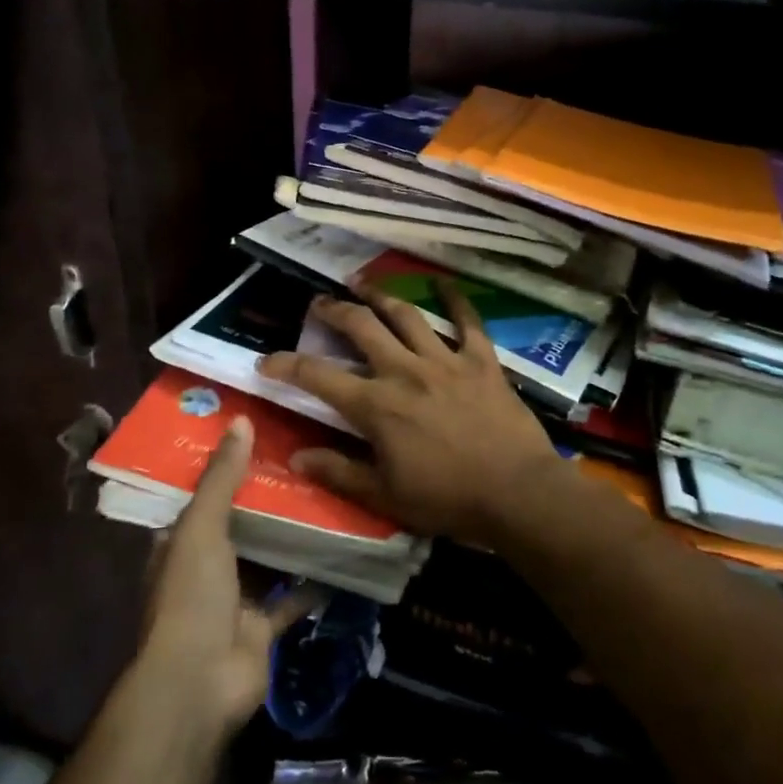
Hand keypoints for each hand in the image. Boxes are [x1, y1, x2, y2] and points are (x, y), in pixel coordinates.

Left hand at [139, 418, 318, 734]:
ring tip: (327, 496)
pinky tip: (341, 554)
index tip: (259, 438)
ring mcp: (234, 601)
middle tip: (304, 461)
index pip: (202, 497)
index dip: (225, 469)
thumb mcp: (201, 527)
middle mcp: (204, 570)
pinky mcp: (262, 628)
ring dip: (290, 538)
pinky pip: (291, 599)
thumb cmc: (192, 595)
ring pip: (267, 560)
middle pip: (238, 526)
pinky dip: (313, 583)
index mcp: (179, 545)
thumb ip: (221, 477)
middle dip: (265, 500)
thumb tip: (241, 420)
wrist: (200, 682)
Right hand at [257, 286, 567, 546]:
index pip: (318, 376)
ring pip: (407, 316)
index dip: (286, 365)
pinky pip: (468, 321)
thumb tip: (297, 456)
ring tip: (363, 284)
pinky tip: (444, 283)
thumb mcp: (385, 496)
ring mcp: (446, 361)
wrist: (516, 493)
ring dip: (381, 297)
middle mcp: (405, 371)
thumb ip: (339, 472)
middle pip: (361, 328)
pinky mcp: (481, 361)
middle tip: (320, 303)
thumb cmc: (447, 499)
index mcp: (377, 406)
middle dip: (335, 311)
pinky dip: (455, 300)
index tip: (266, 360)